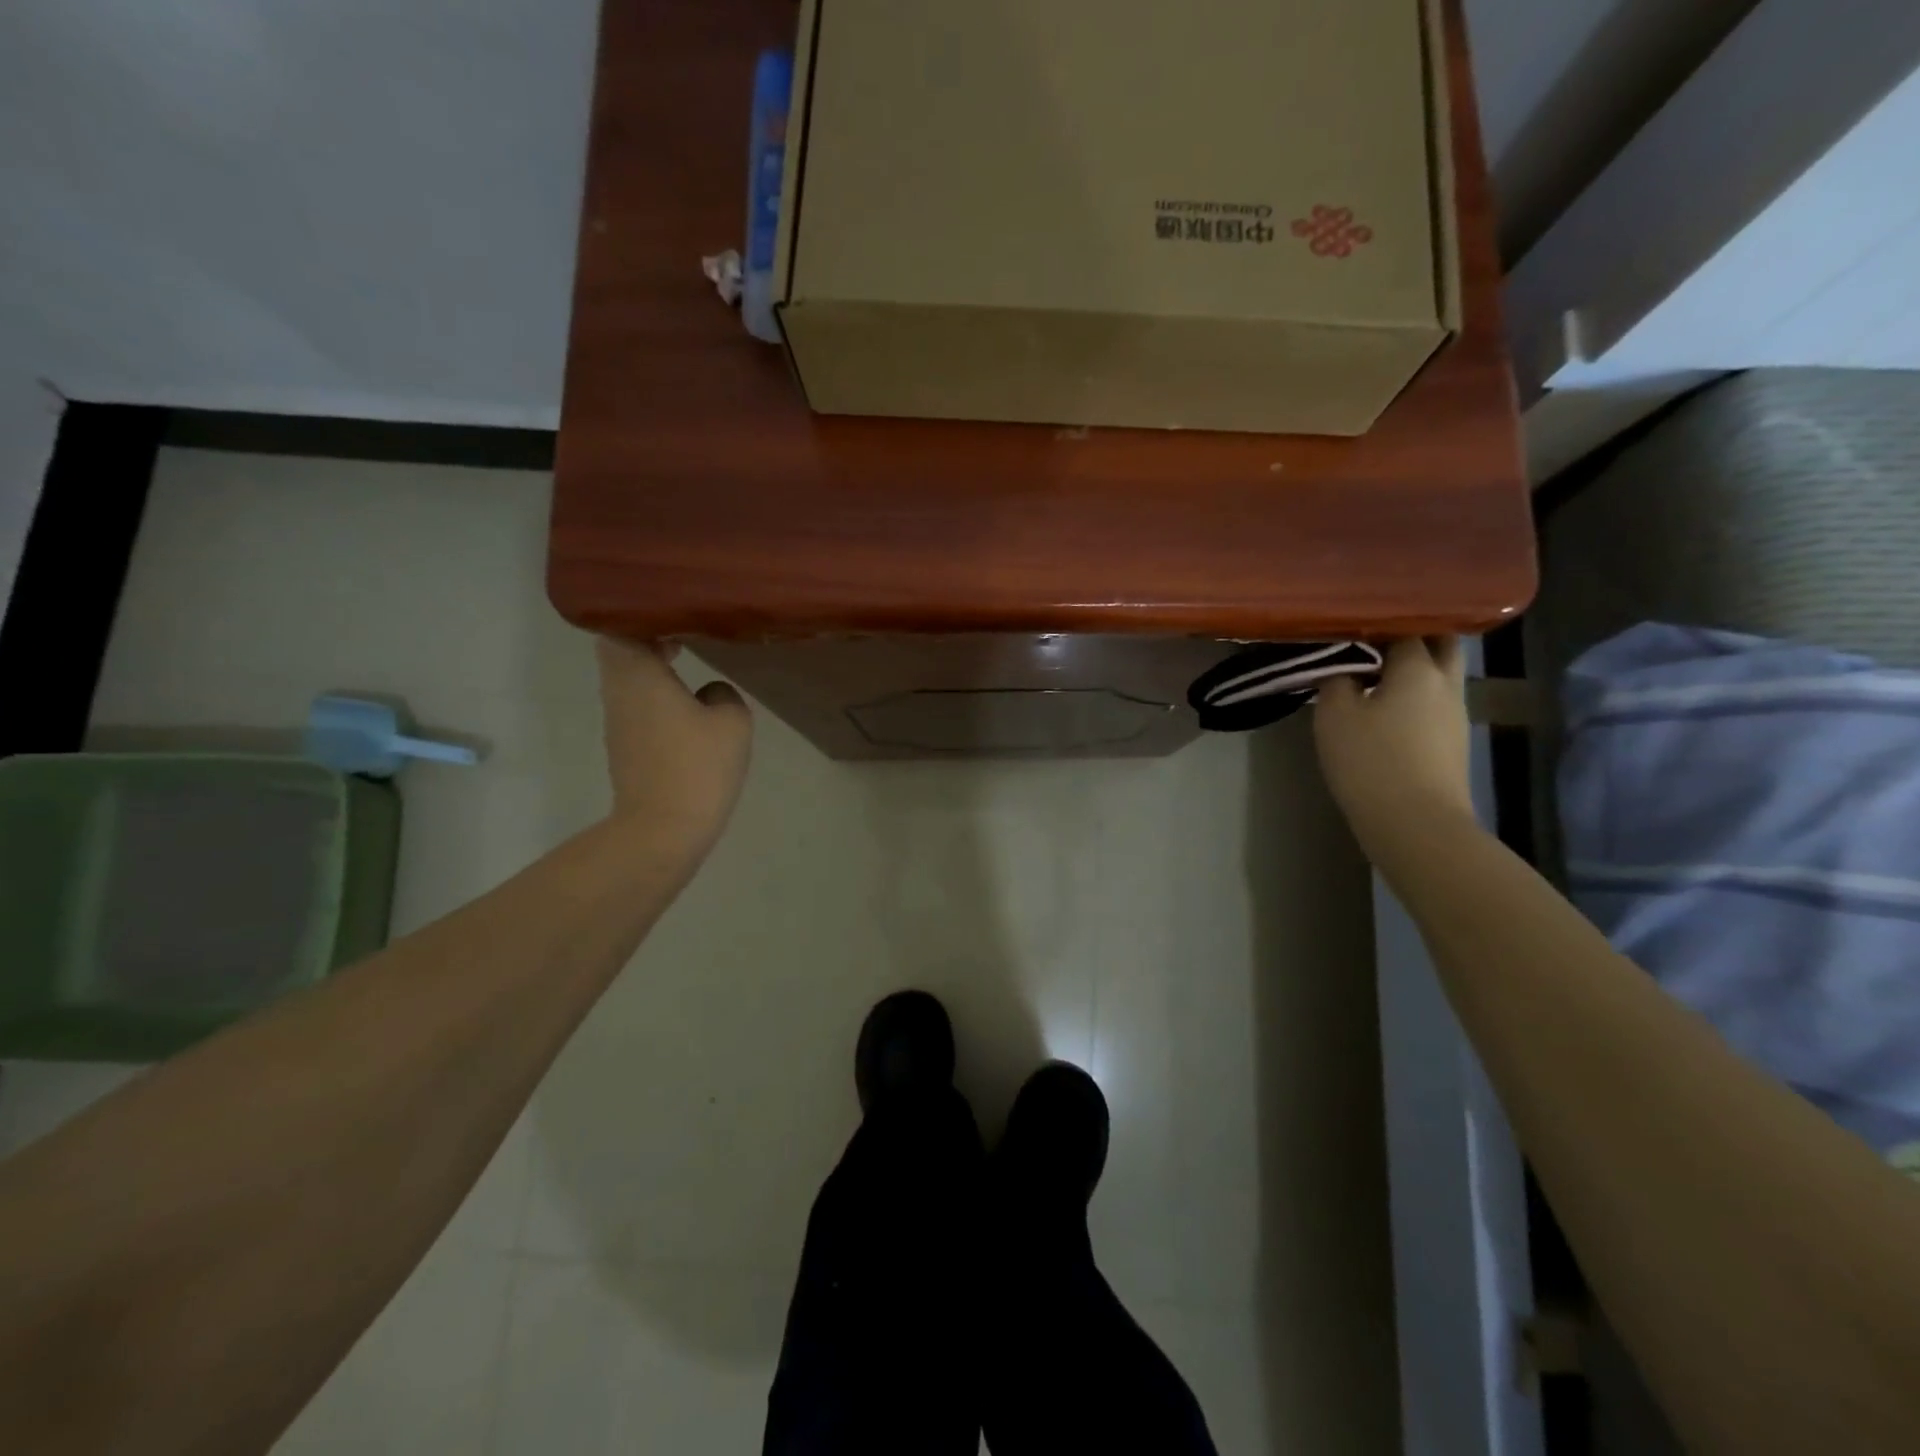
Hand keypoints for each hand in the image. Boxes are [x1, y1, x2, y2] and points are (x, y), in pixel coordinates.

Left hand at [596, 637, 752, 858]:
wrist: (664, 828)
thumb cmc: (697, 766)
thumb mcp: (732, 721)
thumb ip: (724, 694)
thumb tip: (710, 693)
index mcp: (638, 674)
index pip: (620, 626)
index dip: (642, 615)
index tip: (672, 614)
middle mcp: (619, 692)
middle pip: (619, 651)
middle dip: (646, 638)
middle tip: (683, 634)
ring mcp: (618, 721)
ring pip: (626, 679)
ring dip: (651, 668)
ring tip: (687, 663)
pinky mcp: (625, 746)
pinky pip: (635, 705)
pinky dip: (654, 694)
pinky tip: (686, 705)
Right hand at [1313, 637, 1472, 854]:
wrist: (1416, 823)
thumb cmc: (1370, 761)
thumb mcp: (1334, 716)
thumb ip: (1336, 681)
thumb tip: (1342, 669)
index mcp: (1418, 668)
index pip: (1406, 627)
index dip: (1379, 622)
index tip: (1351, 624)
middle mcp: (1445, 683)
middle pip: (1440, 643)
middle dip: (1412, 636)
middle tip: (1373, 640)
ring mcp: (1455, 714)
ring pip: (1440, 675)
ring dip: (1413, 668)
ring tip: (1373, 673)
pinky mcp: (1452, 742)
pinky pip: (1433, 703)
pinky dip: (1413, 696)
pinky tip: (1385, 709)